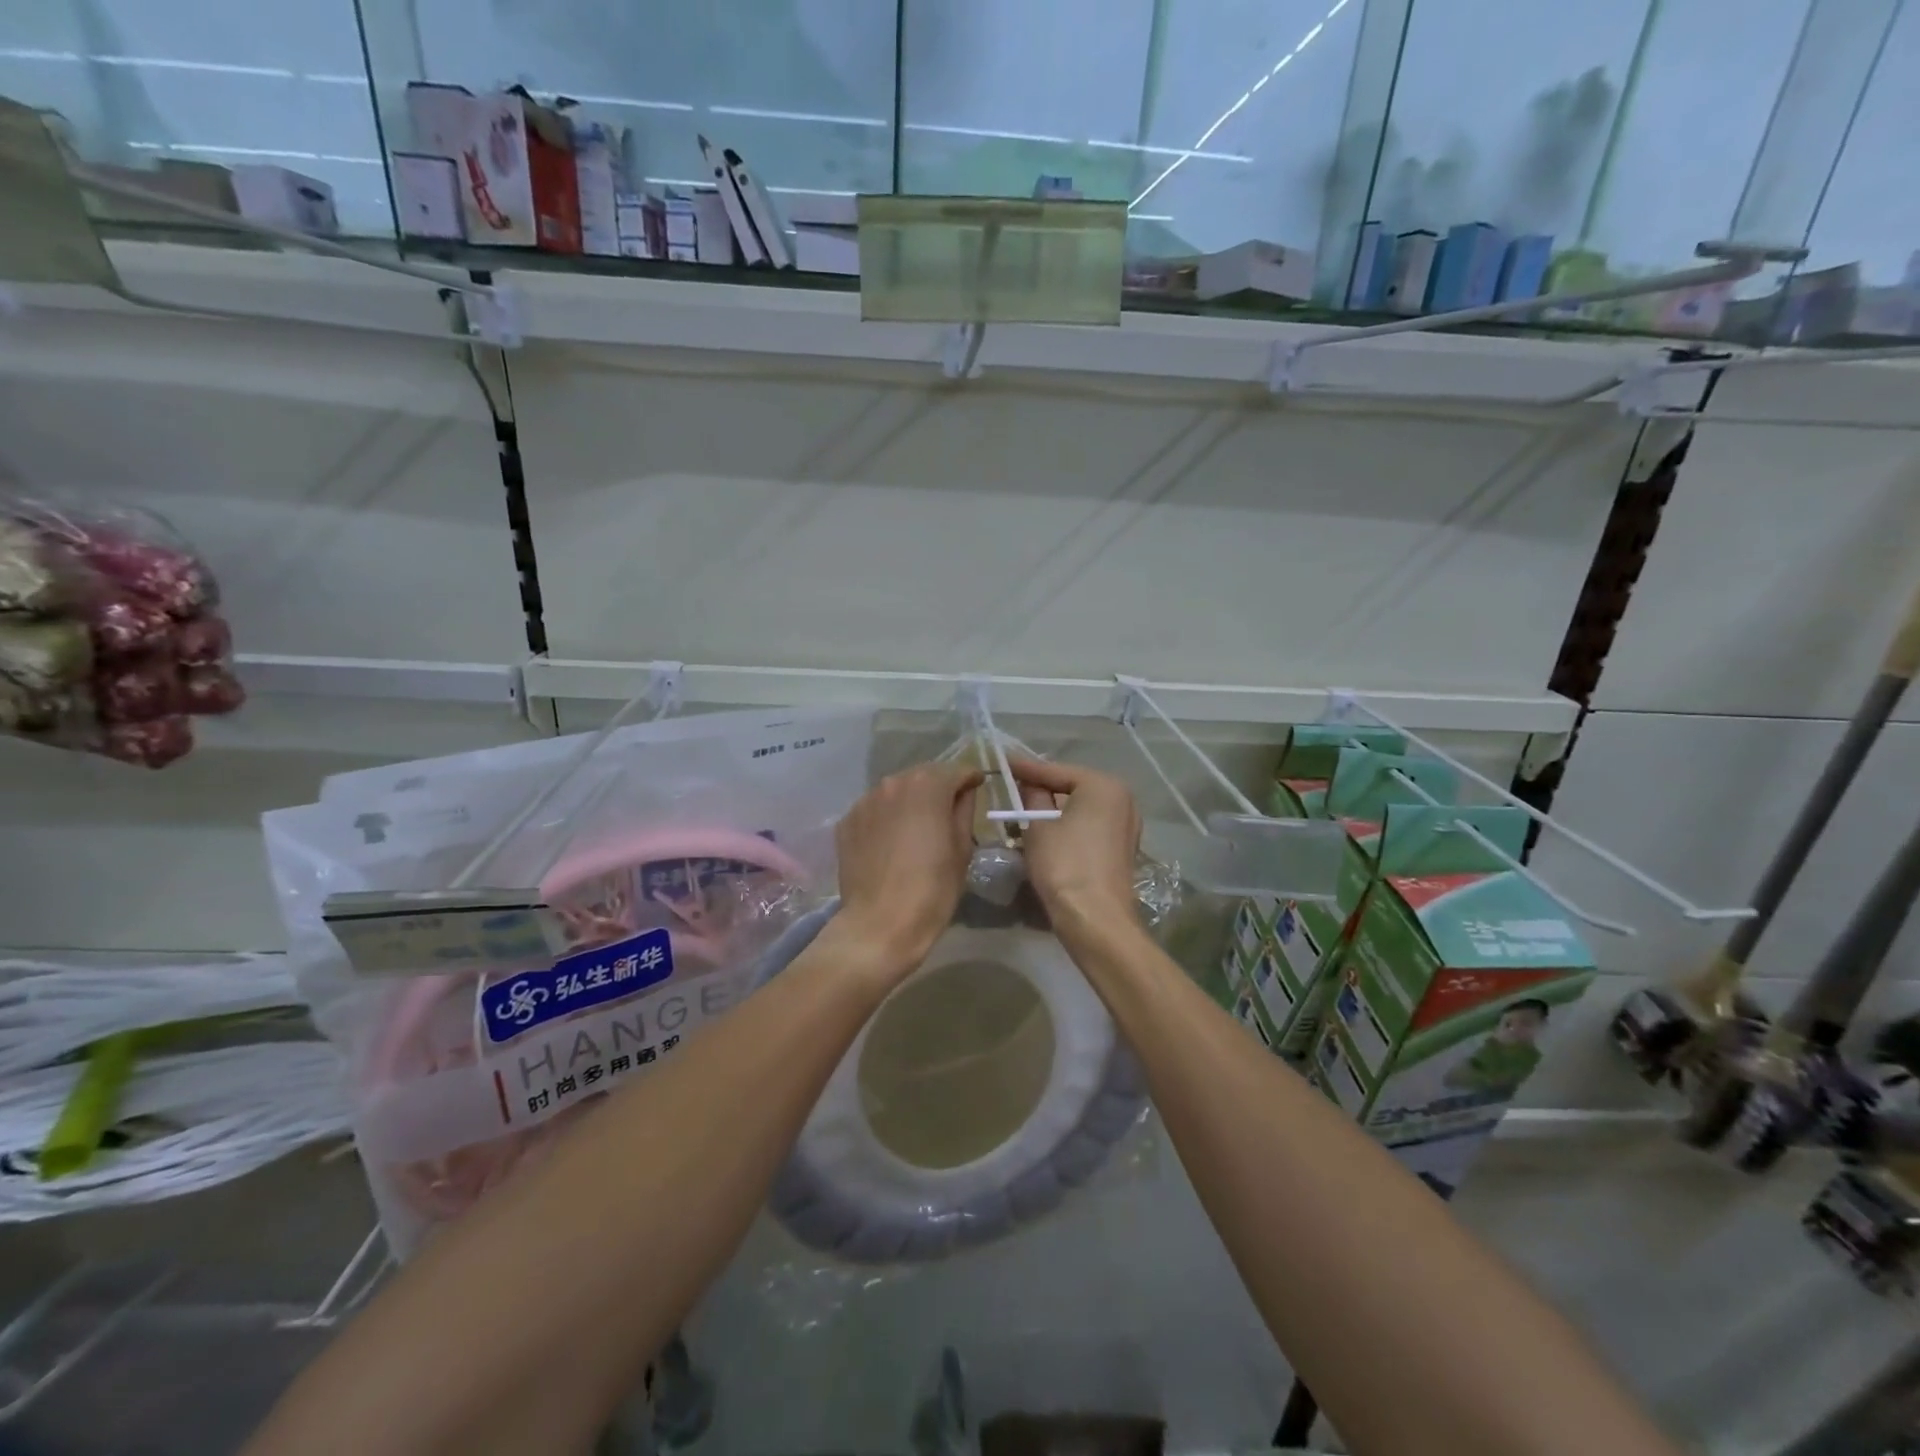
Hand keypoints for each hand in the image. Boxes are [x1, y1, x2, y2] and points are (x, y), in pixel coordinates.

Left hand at [832, 760, 983, 978]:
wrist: (880, 924)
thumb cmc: (932, 889)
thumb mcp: (962, 849)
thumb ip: (964, 811)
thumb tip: (963, 793)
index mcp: (928, 786)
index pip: (957, 770)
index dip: (971, 779)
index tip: (978, 788)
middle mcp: (893, 783)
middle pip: (923, 776)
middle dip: (939, 787)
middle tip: (948, 811)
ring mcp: (865, 801)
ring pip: (896, 791)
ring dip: (910, 801)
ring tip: (918, 827)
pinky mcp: (847, 821)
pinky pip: (875, 810)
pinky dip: (887, 817)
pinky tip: (891, 842)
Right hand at [1010, 757, 1141, 933]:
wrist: (1095, 918)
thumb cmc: (1064, 864)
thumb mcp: (1038, 826)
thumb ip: (1032, 797)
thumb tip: (1029, 785)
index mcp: (1103, 786)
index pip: (1056, 771)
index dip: (1026, 768)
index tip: (1003, 762)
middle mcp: (1122, 799)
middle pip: (1072, 787)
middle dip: (1043, 789)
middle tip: (1013, 786)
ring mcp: (1127, 825)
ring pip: (1081, 808)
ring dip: (1054, 810)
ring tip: (1025, 809)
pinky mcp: (1123, 848)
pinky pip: (1090, 826)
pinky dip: (1069, 826)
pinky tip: (1047, 832)